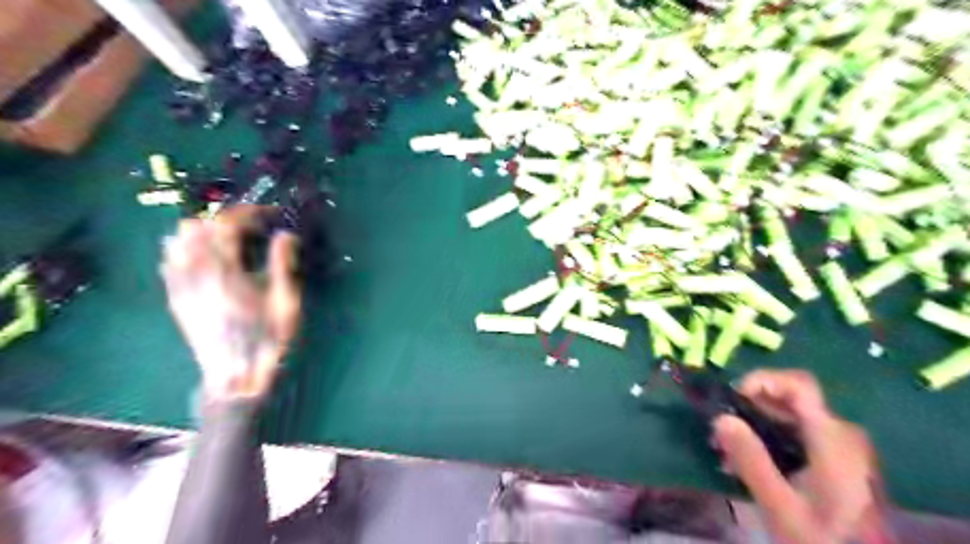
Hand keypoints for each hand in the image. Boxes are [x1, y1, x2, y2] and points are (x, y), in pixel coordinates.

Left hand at [162, 207, 299, 400]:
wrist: (236, 376)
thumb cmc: (268, 338)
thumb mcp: (285, 301)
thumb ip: (283, 263)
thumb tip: (286, 234)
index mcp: (228, 271)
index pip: (228, 224)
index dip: (248, 212)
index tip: (268, 214)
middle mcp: (197, 272)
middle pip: (199, 226)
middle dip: (227, 219)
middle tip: (252, 228)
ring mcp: (181, 285)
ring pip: (178, 241)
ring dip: (203, 232)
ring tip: (228, 241)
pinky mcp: (175, 298)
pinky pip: (169, 262)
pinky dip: (185, 250)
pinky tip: (204, 258)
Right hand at [710, 371, 888, 543]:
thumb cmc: (825, 540)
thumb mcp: (781, 506)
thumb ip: (751, 460)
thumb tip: (720, 418)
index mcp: (832, 438)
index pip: (798, 385)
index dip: (761, 380)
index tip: (731, 399)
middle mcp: (839, 433)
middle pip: (788, 400)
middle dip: (748, 409)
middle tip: (718, 433)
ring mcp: (839, 447)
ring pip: (789, 417)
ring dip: (753, 426)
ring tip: (726, 453)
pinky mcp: (834, 460)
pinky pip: (795, 434)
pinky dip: (767, 439)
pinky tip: (749, 464)